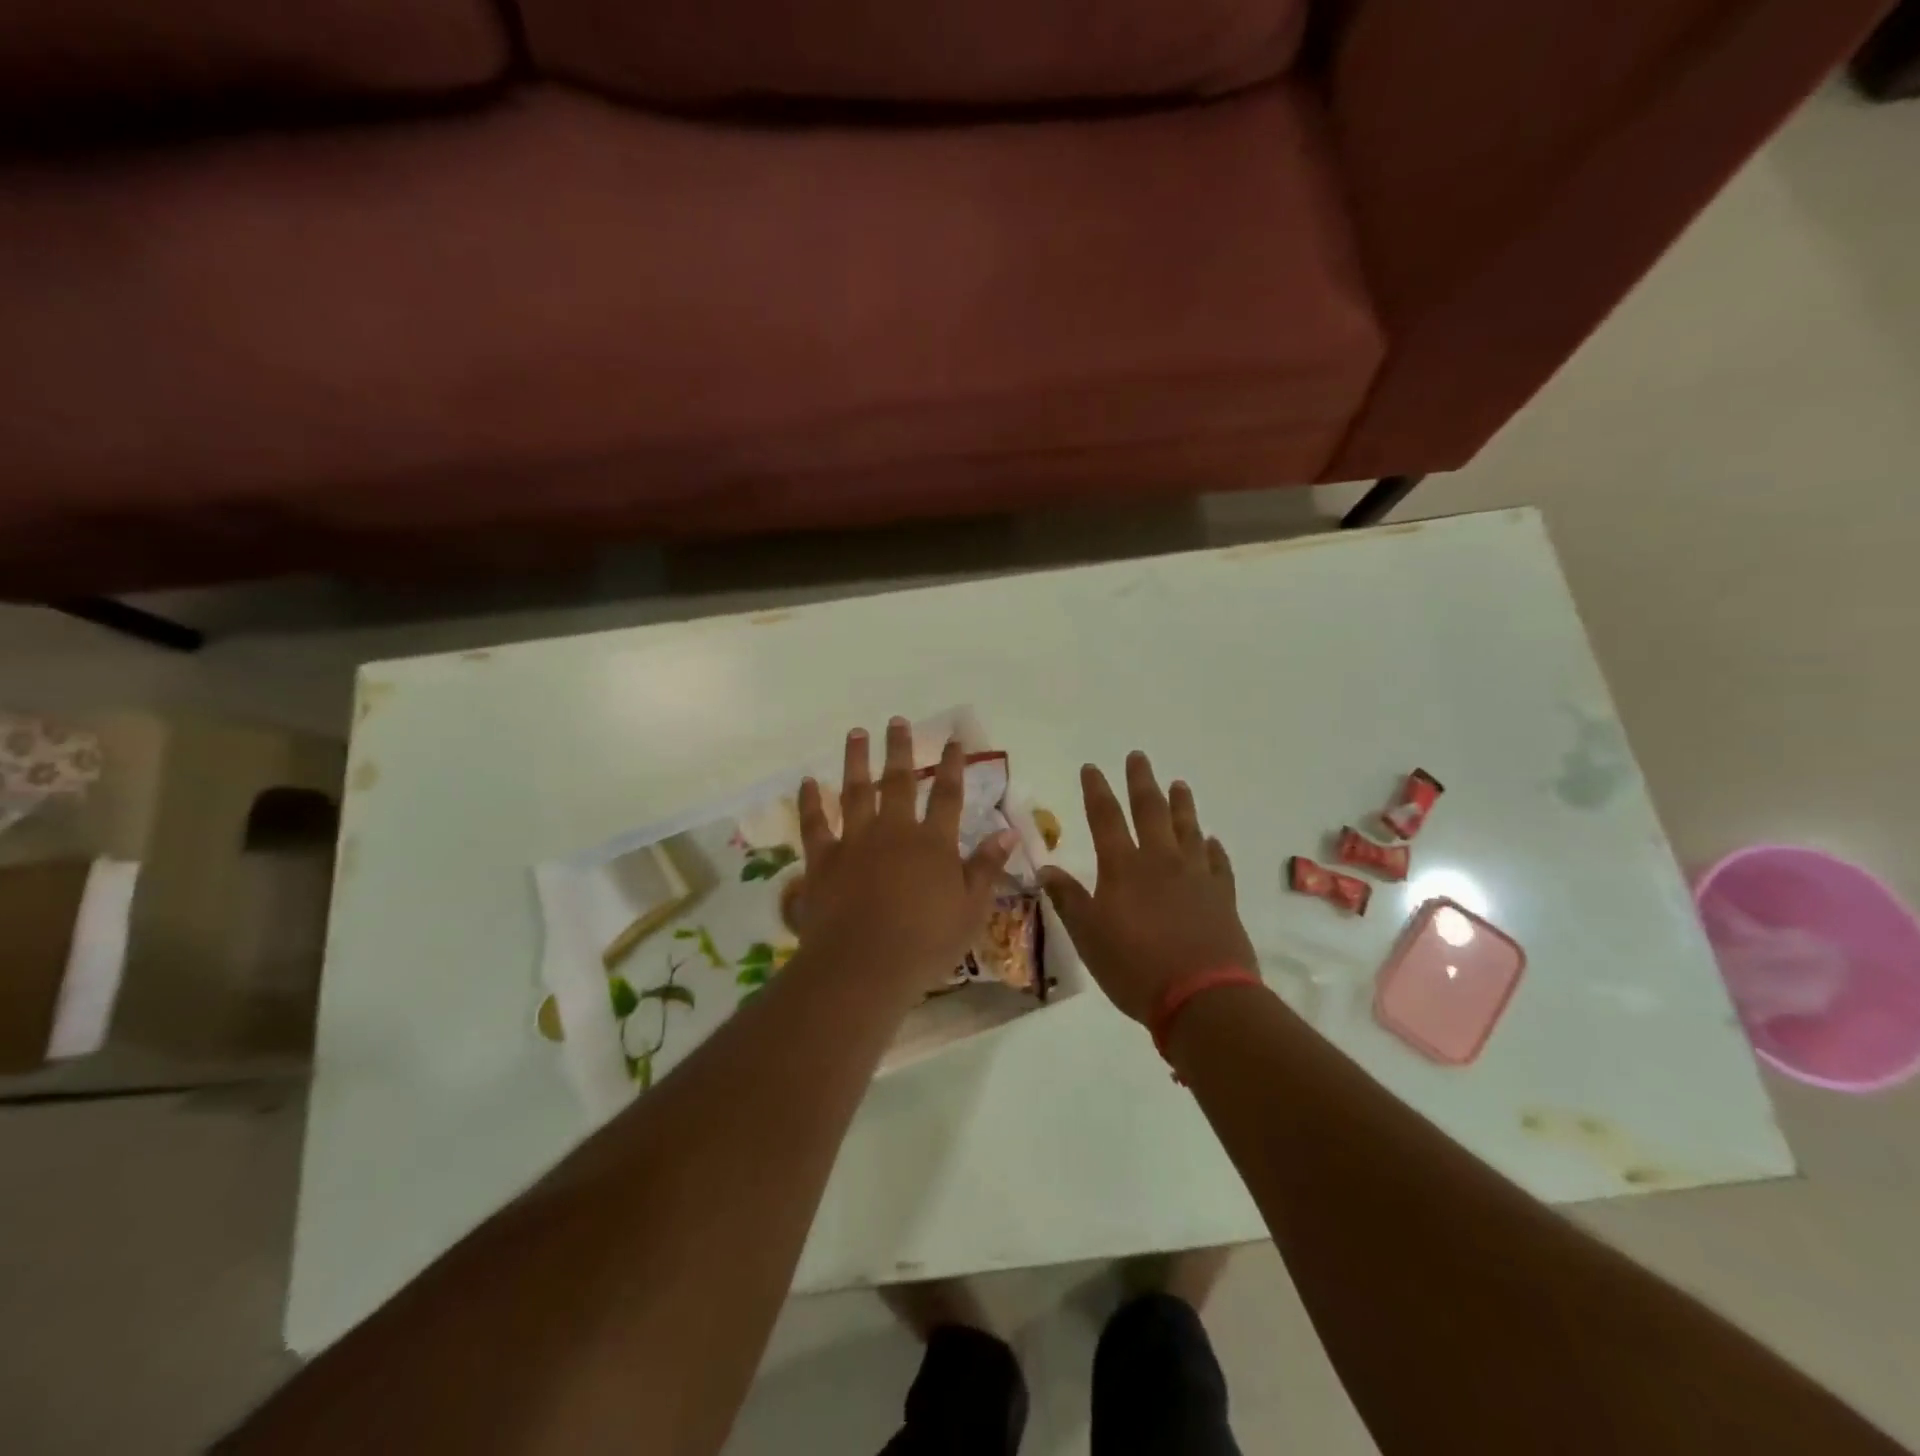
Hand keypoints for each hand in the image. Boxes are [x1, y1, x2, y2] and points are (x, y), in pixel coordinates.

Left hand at [795, 718, 1015, 997]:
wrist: (864, 965)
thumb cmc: (926, 943)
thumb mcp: (971, 910)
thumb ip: (986, 867)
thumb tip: (1008, 832)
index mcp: (933, 843)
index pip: (947, 794)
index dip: (952, 765)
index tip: (954, 740)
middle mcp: (894, 831)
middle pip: (898, 781)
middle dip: (899, 749)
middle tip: (897, 720)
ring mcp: (855, 841)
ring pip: (855, 790)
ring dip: (856, 760)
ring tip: (856, 733)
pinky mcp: (823, 859)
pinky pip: (814, 823)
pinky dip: (810, 801)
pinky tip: (808, 781)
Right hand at [1040, 752, 1256, 1023]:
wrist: (1203, 997)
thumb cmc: (1135, 967)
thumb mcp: (1088, 936)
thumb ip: (1068, 899)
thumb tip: (1045, 868)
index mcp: (1123, 867)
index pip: (1105, 817)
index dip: (1096, 790)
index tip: (1091, 767)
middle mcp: (1160, 861)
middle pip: (1150, 811)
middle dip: (1141, 782)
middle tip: (1138, 757)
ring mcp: (1196, 876)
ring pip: (1188, 829)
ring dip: (1182, 804)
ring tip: (1179, 784)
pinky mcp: (1223, 896)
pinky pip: (1218, 862)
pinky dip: (1212, 848)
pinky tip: (1211, 840)